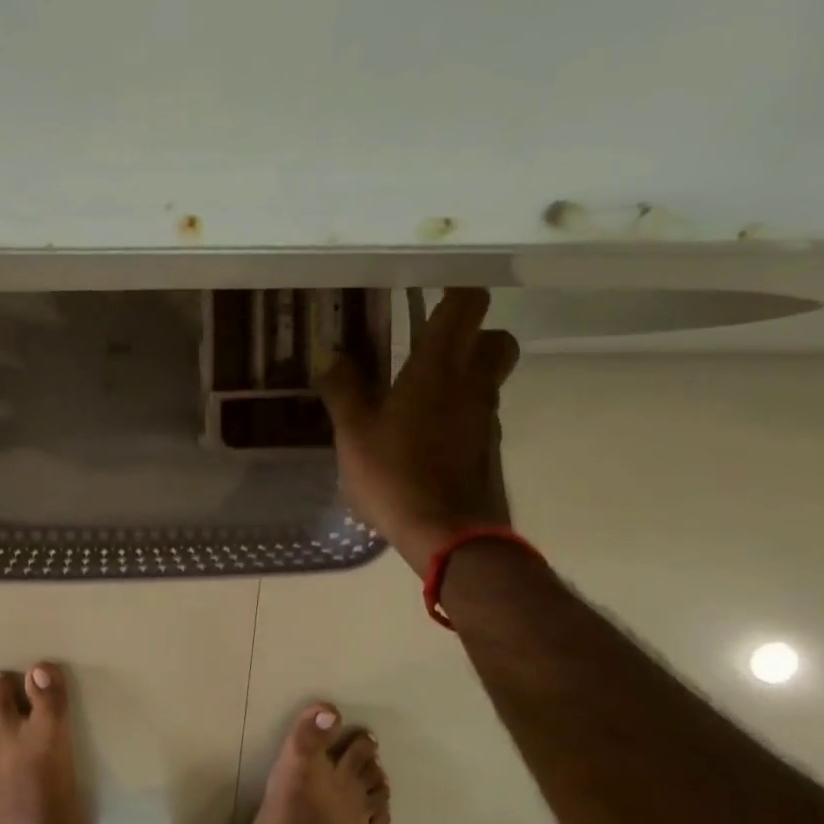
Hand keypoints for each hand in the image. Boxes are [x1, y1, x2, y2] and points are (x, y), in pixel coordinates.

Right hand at [317, 288, 519, 576]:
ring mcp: (487, 416)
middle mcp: (472, 383)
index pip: (466, 305)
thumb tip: (328, 351)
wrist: (449, 534)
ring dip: (464, 372)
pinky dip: (460, 410)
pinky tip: (426, 435)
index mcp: (437, 368)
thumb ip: (342, 389)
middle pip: (494, 336)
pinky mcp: (489, 446)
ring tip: (418, 392)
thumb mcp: (354, 433)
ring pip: (489, 376)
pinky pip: (480, 412)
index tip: (428, 290)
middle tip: (429, 344)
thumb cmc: (396, 476)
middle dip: (470, 332)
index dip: (455, 290)